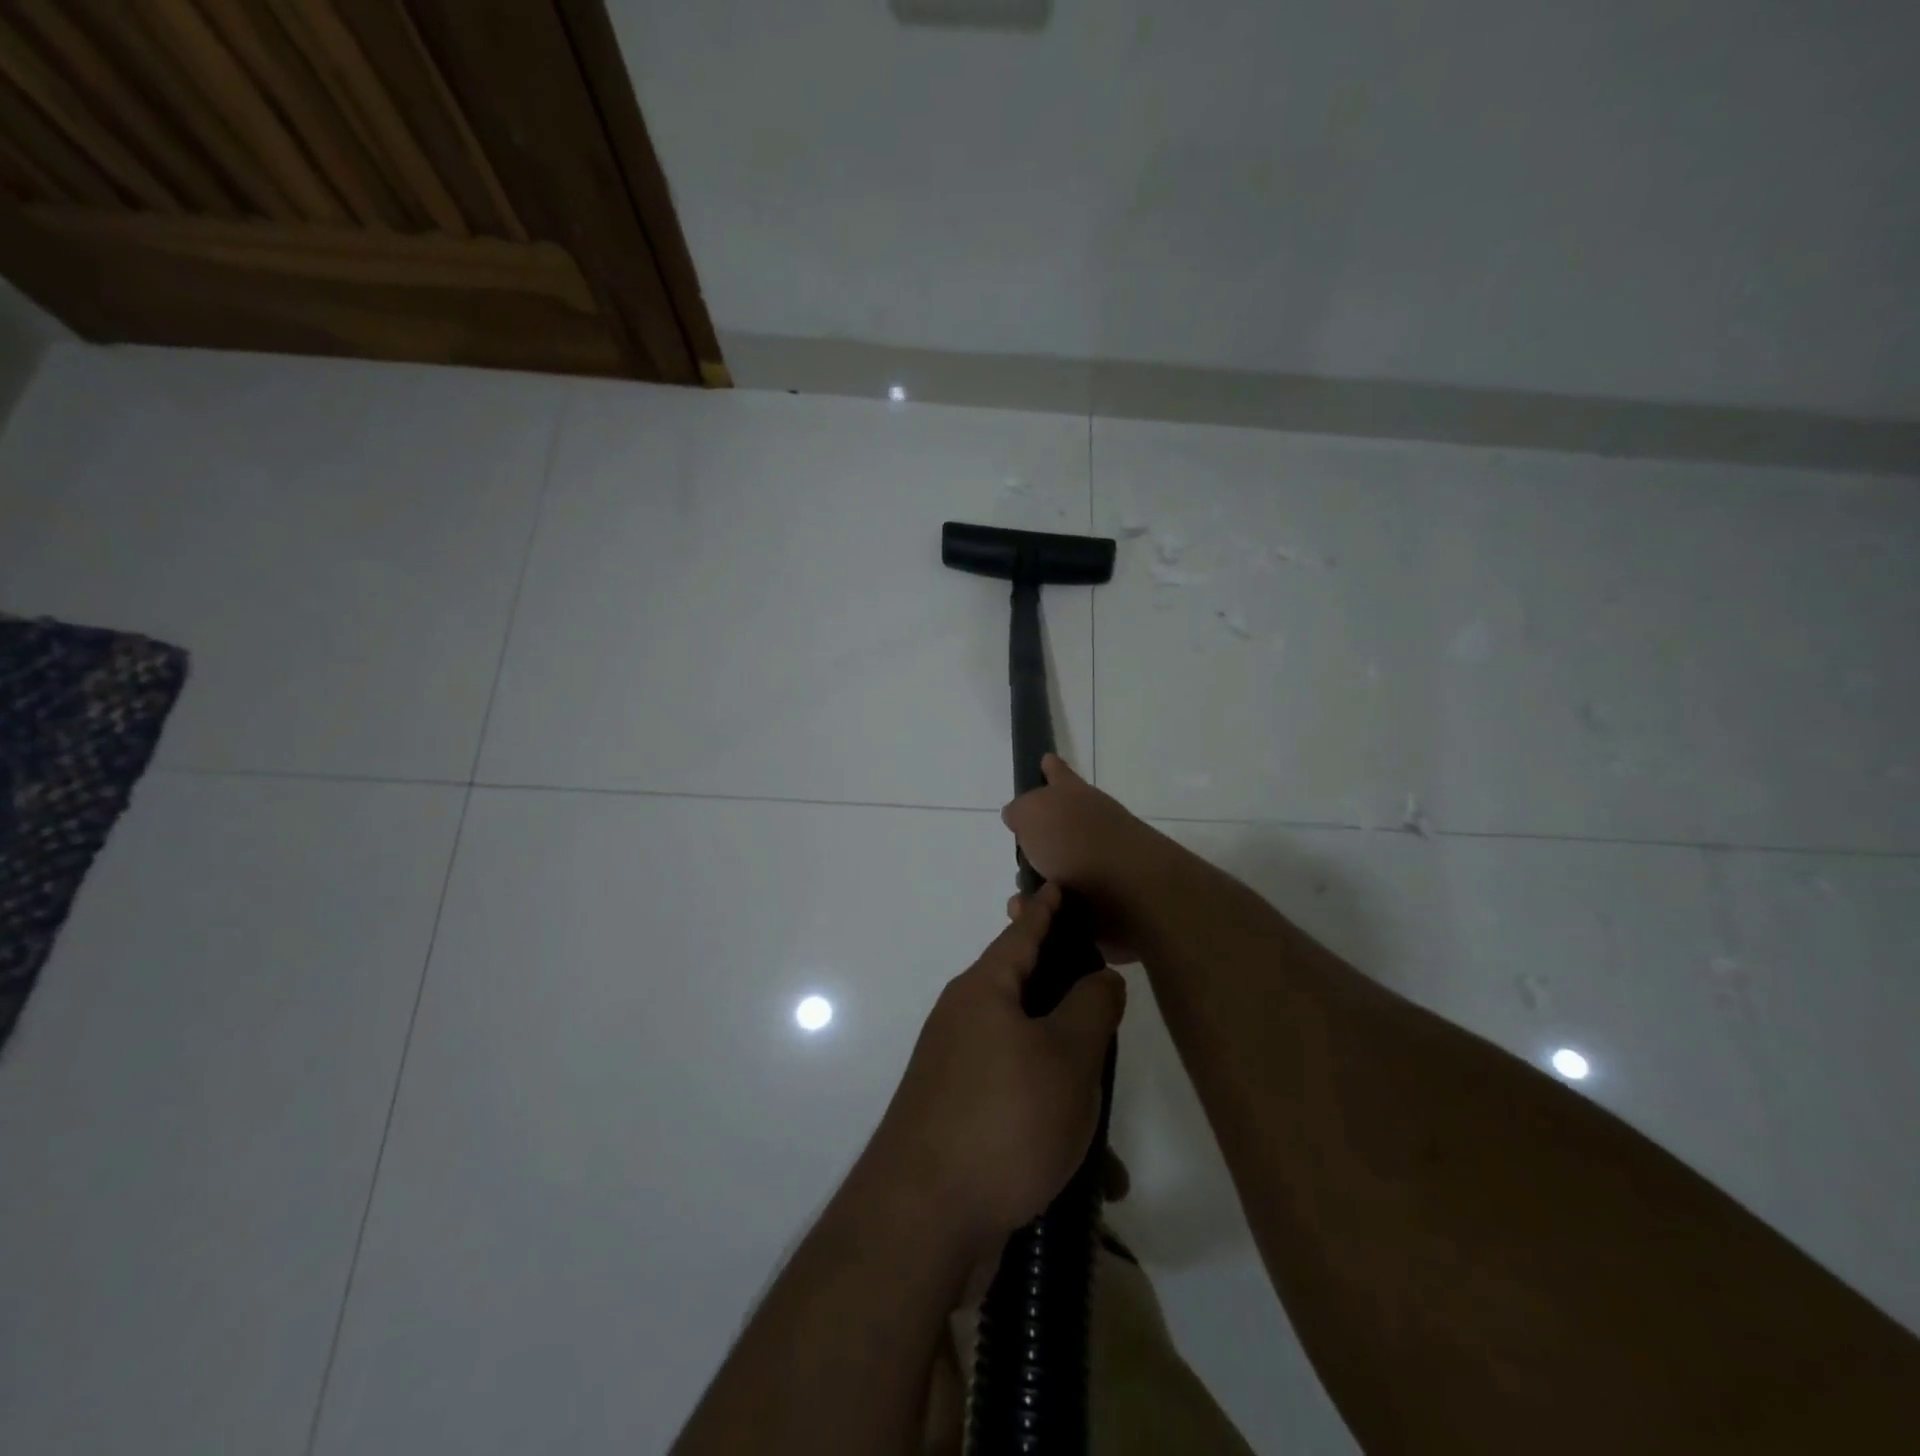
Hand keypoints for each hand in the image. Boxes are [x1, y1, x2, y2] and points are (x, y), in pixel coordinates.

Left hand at [863, 885, 1126, 1252]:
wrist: (922, 1221)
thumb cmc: (1002, 1120)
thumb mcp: (1065, 1057)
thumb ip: (1091, 1007)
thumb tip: (1099, 976)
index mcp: (984, 991)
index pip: (1022, 933)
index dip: (1046, 909)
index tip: (1058, 885)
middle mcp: (964, 1021)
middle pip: (1025, 990)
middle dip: (1066, 993)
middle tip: (1106, 989)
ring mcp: (958, 1071)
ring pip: (1028, 1053)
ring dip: (1069, 1074)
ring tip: (1108, 1099)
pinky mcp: (960, 1118)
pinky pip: (1018, 1101)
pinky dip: (1052, 1119)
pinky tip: (1094, 1170)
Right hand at [1001, 754, 1166, 963]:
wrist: (1132, 896)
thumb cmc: (1079, 843)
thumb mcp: (1035, 812)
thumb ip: (1021, 810)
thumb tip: (1017, 815)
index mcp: (1076, 798)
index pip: (1060, 775)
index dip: (1051, 769)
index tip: (1045, 760)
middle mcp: (1090, 829)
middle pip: (1053, 833)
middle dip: (1031, 850)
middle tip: (1021, 862)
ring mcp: (1097, 870)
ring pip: (1052, 877)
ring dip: (1034, 891)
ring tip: (1023, 902)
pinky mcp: (1099, 908)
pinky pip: (1060, 912)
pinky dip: (1046, 917)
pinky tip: (1037, 920)